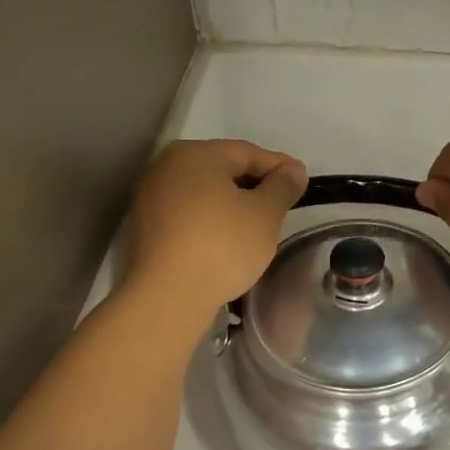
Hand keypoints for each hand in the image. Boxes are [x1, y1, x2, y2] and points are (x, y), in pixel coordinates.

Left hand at [126, 140, 307, 326]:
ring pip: (204, 193)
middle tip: (283, 204)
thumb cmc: (221, 246)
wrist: (167, 297)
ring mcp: (151, 197)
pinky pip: (188, 214)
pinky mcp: (146, 228)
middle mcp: (166, 166)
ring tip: (258, 225)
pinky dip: (211, 221)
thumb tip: (294, 170)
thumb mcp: (264, 214)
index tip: (303, 182)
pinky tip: (228, 241)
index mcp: (195, 154)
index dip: (279, 167)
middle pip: (222, 169)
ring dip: (232, 204)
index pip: (247, 153)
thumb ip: (282, 186)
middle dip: (255, 184)